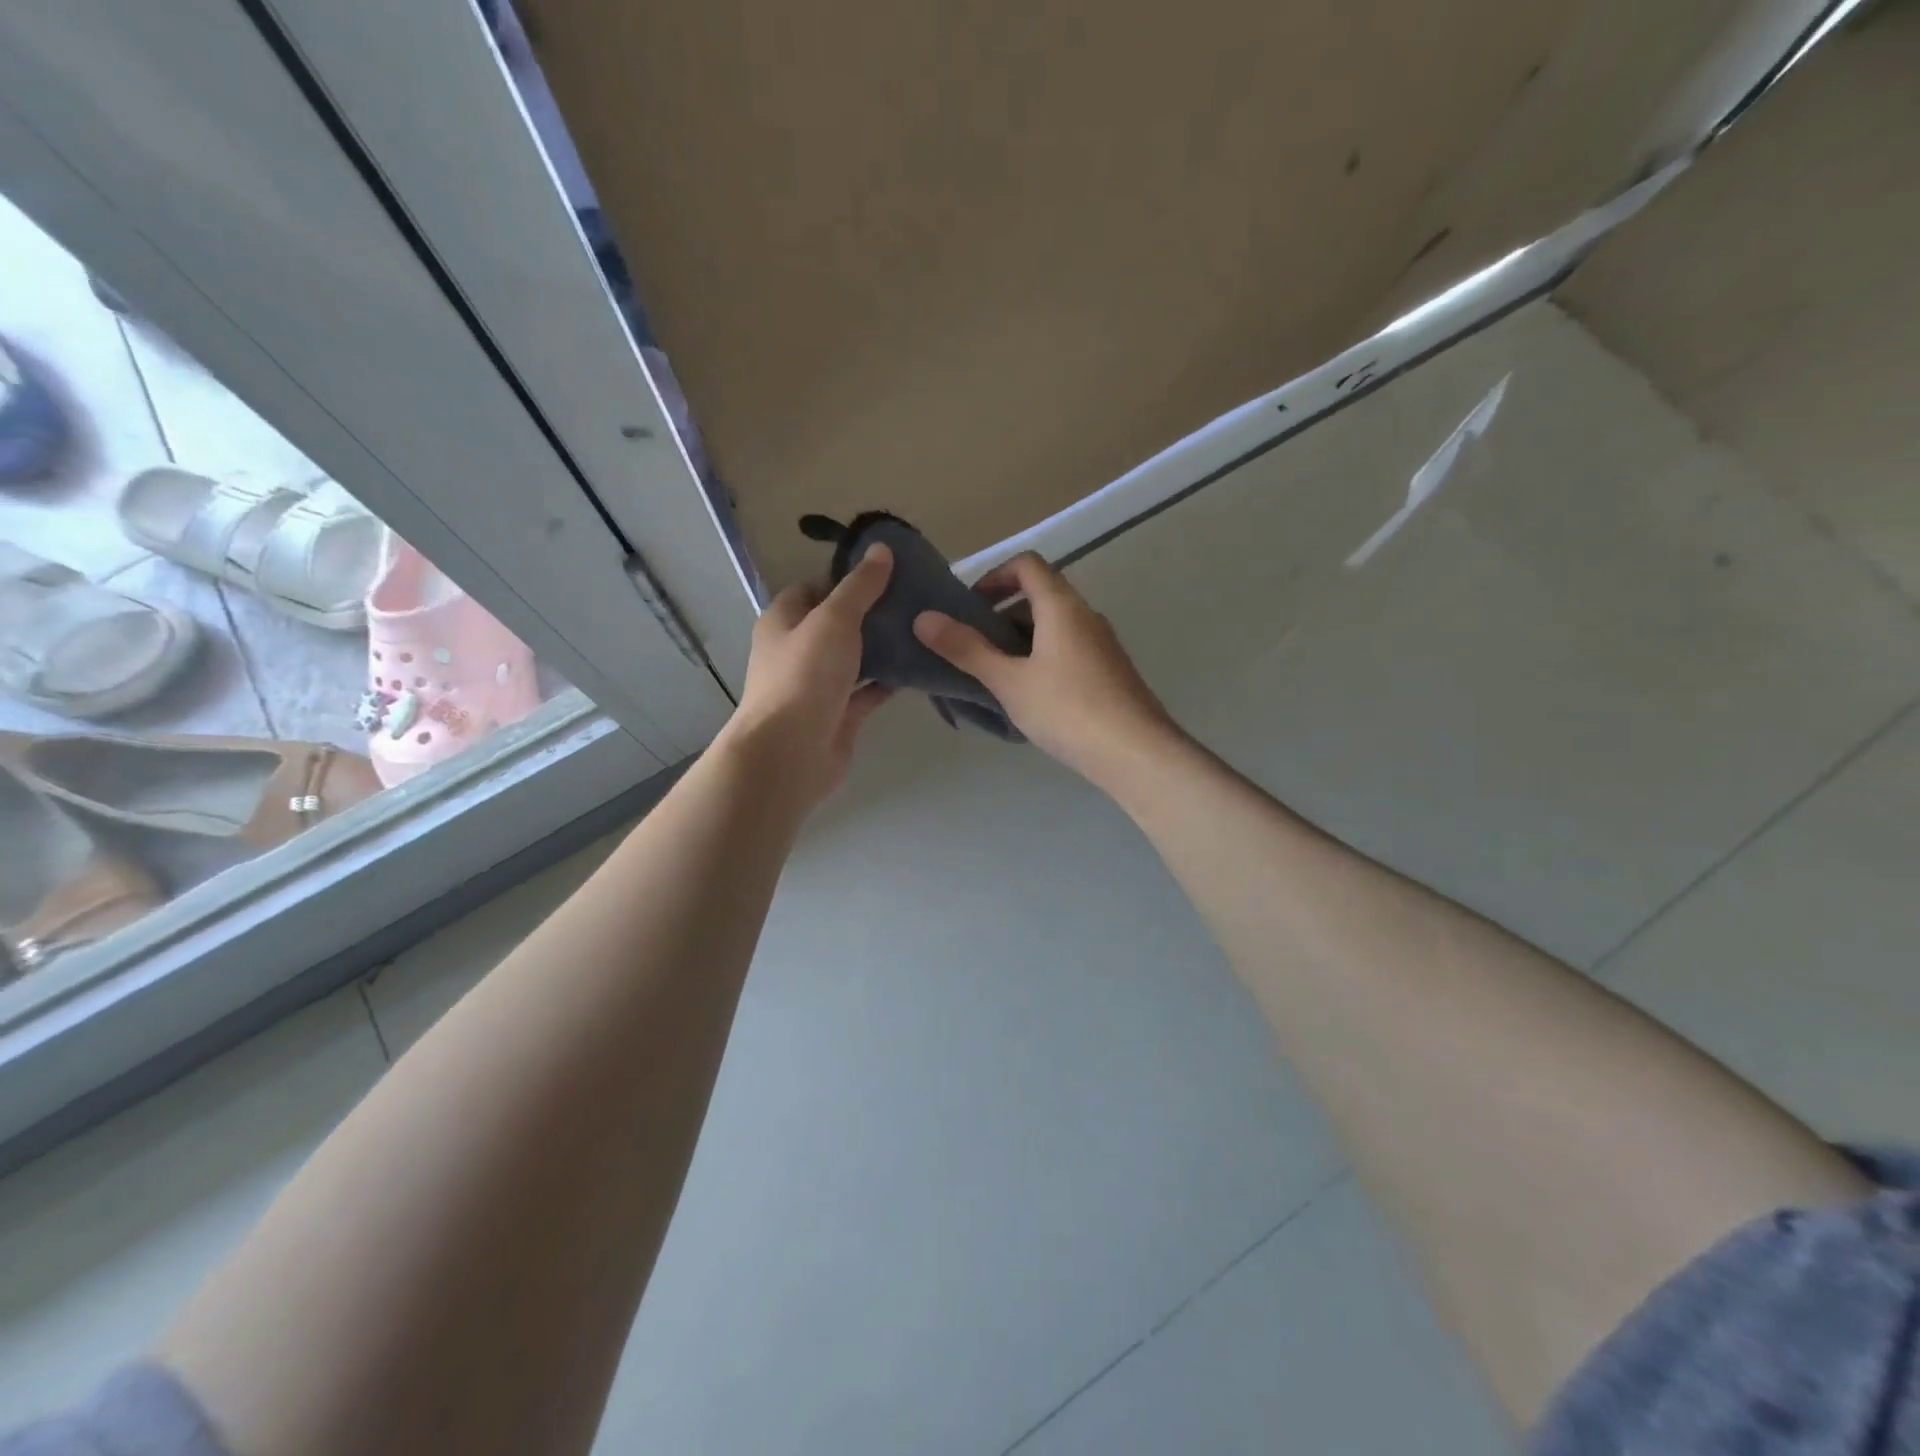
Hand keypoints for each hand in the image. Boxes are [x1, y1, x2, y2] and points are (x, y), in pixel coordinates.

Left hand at [721, 545, 894, 806]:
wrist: (791, 753)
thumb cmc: (804, 676)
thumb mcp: (834, 619)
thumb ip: (859, 586)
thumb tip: (881, 549)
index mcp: (784, 621)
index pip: (815, 588)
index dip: (847, 578)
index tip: (888, 573)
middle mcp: (797, 651)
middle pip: (838, 624)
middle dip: (872, 613)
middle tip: (914, 600)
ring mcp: (818, 686)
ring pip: (855, 659)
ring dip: (883, 648)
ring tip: (923, 629)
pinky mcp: (839, 715)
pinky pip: (867, 691)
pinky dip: (888, 681)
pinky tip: (918, 668)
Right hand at [912, 552, 1182, 789]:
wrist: (1135, 752)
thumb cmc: (1067, 709)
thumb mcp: (1008, 681)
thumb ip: (966, 649)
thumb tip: (923, 619)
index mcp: (1062, 606)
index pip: (1027, 565)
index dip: (994, 575)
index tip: (969, 605)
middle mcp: (1086, 615)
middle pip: (1041, 594)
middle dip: (1002, 612)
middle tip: (974, 644)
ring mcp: (1102, 644)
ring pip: (1055, 625)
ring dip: (1021, 638)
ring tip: (996, 674)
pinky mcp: (1110, 671)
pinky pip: (1069, 649)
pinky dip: (1042, 657)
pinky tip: (1029, 696)